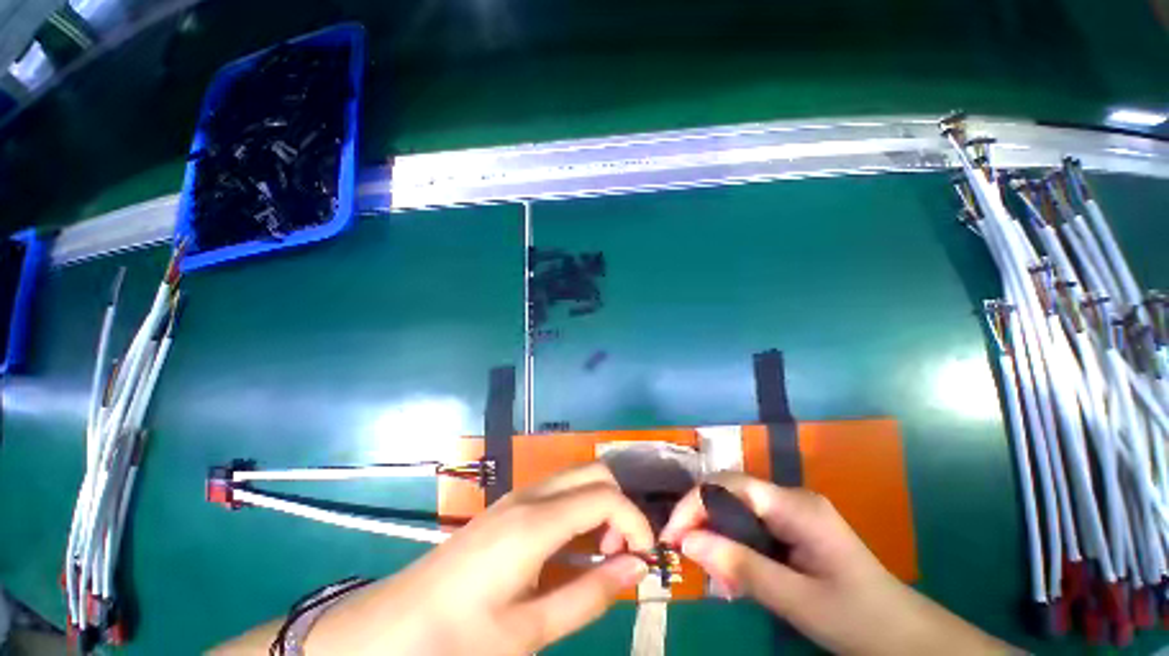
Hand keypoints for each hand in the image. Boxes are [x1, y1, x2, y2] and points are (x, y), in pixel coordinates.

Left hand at [303, 463, 652, 655]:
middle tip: (617, 554)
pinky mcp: (510, 503)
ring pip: (577, 476)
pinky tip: (570, 546)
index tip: (644, 559)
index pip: (605, 496)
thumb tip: (637, 568)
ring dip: (599, 504)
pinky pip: (559, 489)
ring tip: (597, 552)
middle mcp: (531, 495)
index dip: (635, 521)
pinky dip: (579, 506)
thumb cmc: (459, 638)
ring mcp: (518, 494)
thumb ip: (589, 595)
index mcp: (536, 523)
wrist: (393, 626)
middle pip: (595, 473)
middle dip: (619, 506)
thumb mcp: (529, 632)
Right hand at [660, 473, 1009, 655]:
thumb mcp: (798, 601)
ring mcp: (792, 511)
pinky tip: (731, 568)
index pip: (729, 485)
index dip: (694, 503)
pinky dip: (732, 541)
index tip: (672, 537)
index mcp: (796, 506)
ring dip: (715, 530)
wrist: (907, 637)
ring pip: (736, 507)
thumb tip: (687, 543)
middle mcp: (791, 497)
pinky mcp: (793, 527)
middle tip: (683, 552)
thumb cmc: (859, 619)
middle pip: (729, 491)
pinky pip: (750, 523)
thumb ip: (742, 568)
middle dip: (700, 516)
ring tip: (705, 565)